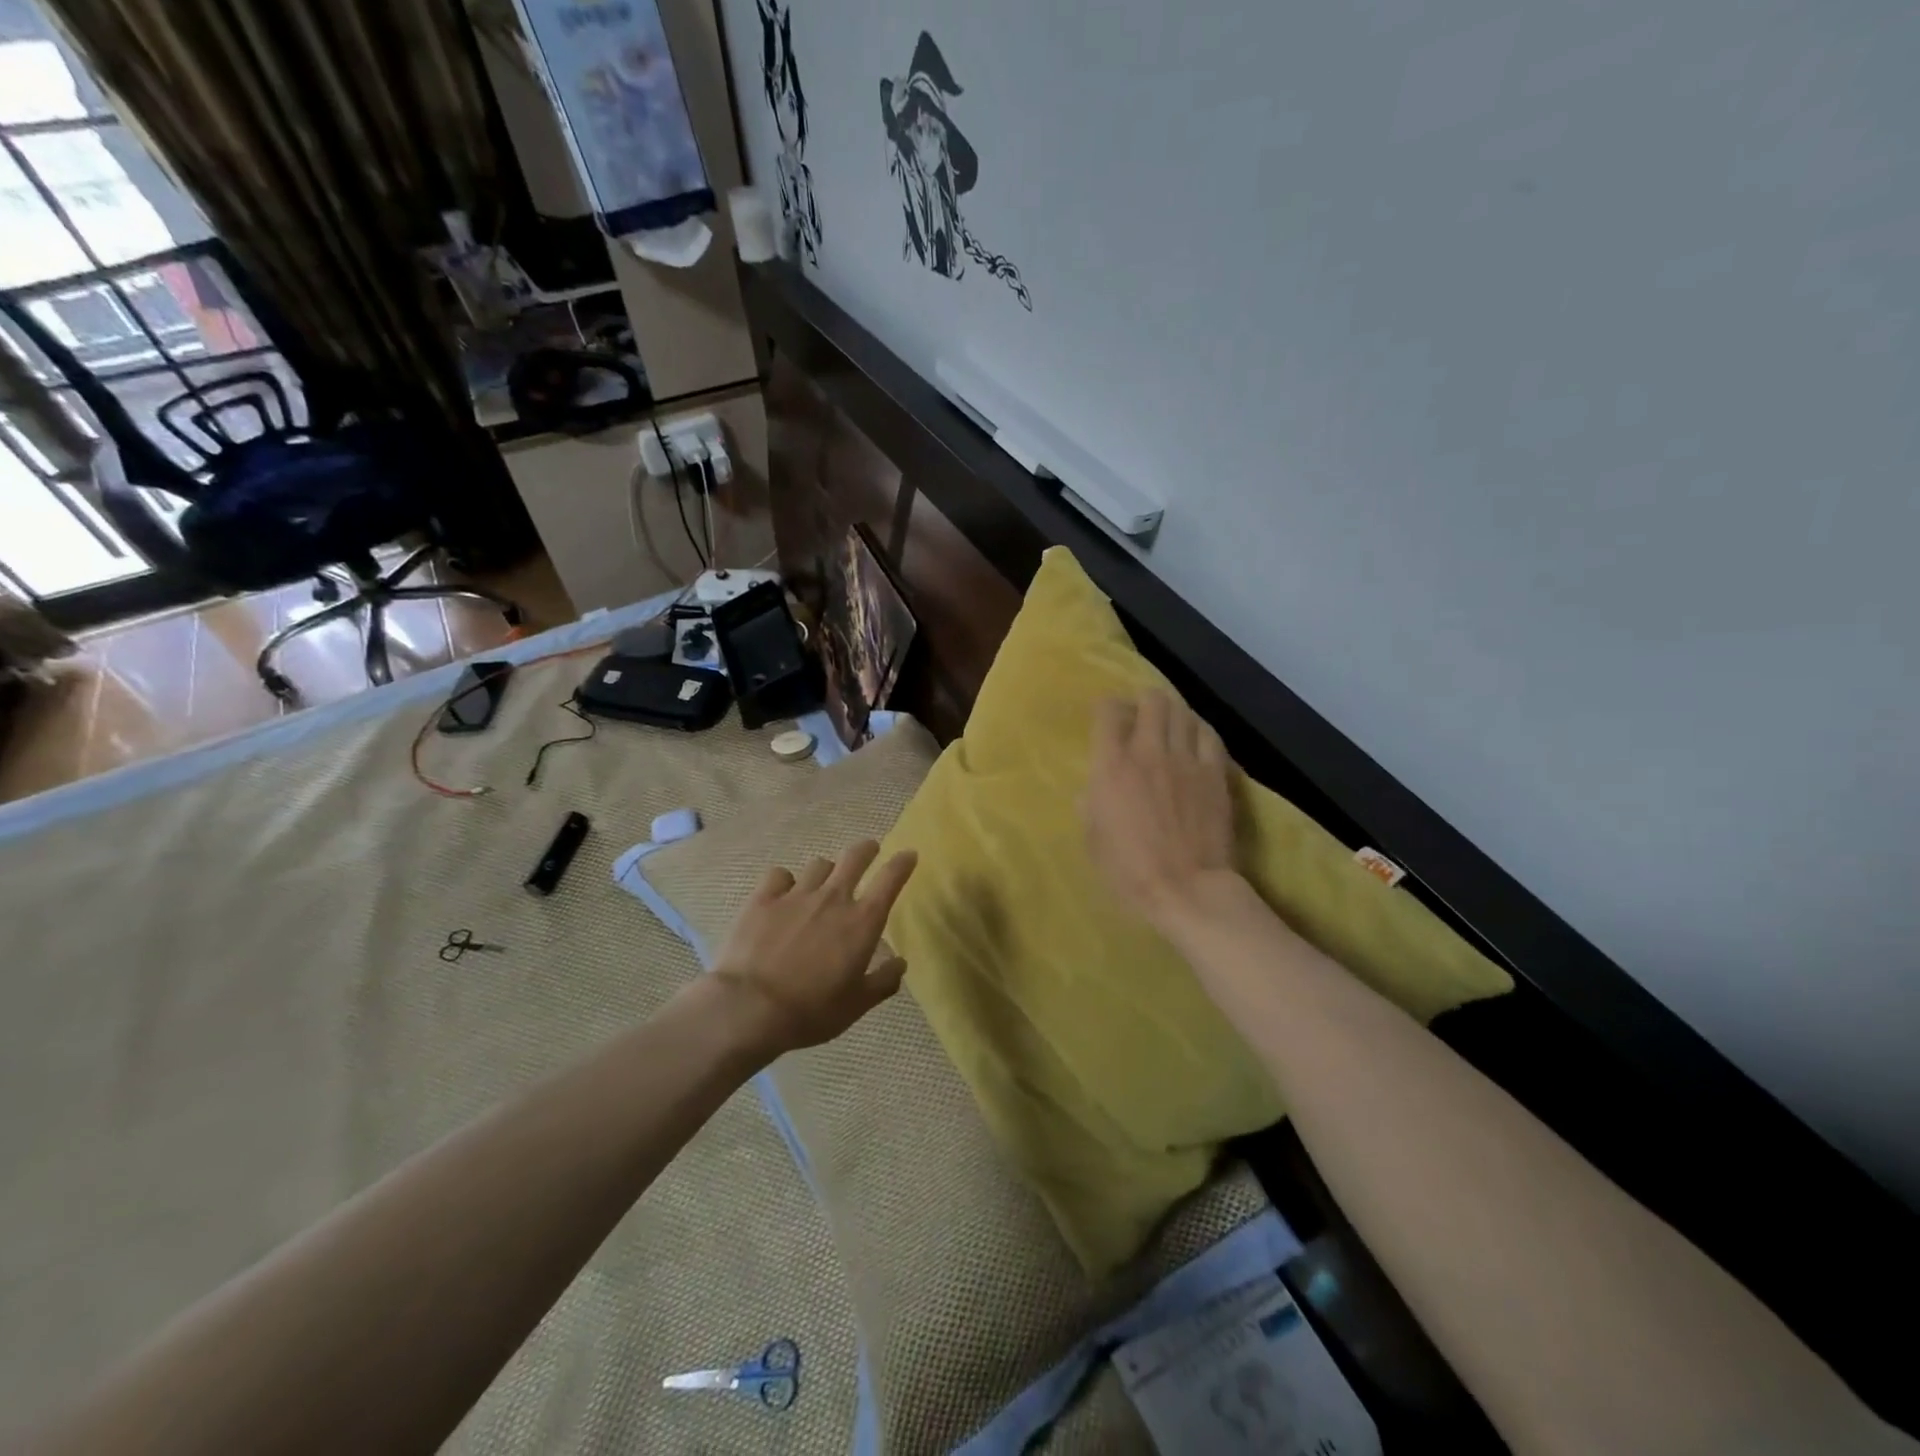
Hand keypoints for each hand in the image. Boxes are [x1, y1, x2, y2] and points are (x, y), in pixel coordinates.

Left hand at [709, 840, 918, 1055]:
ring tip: (822, 880)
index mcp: (862, 922)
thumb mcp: (856, 1006)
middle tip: (870, 849)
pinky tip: (782, 892)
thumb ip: (882, 982)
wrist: (749, 1008)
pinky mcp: (763, 898)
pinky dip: (785, 880)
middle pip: (855, 857)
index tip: (909, 854)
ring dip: (826, 870)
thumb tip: (900, 963)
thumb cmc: (810, 1011)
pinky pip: (779, 874)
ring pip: (818, 865)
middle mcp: (833, 899)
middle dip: (866, 849)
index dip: (902, 863)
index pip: (890, 880)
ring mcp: (795, 895)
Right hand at [1083, 692, 1238, 925]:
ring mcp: (1186, 760)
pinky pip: (1209, 735)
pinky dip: (1199, 730)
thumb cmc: (1129, 870)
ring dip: (1172, 712)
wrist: (1186, 888)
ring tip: (1169, 724)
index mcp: (1111, 766)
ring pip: (1182, 712)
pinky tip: (1195, 738)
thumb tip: (1093, 789)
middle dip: (1144, 700)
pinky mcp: (1215, 773)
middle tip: (1141, 714)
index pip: (1108, 712)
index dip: (1107, 707)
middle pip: (1151, 701)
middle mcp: (1148, 751)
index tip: (1107, 715)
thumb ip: (1090, 804)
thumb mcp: (1092, 838)